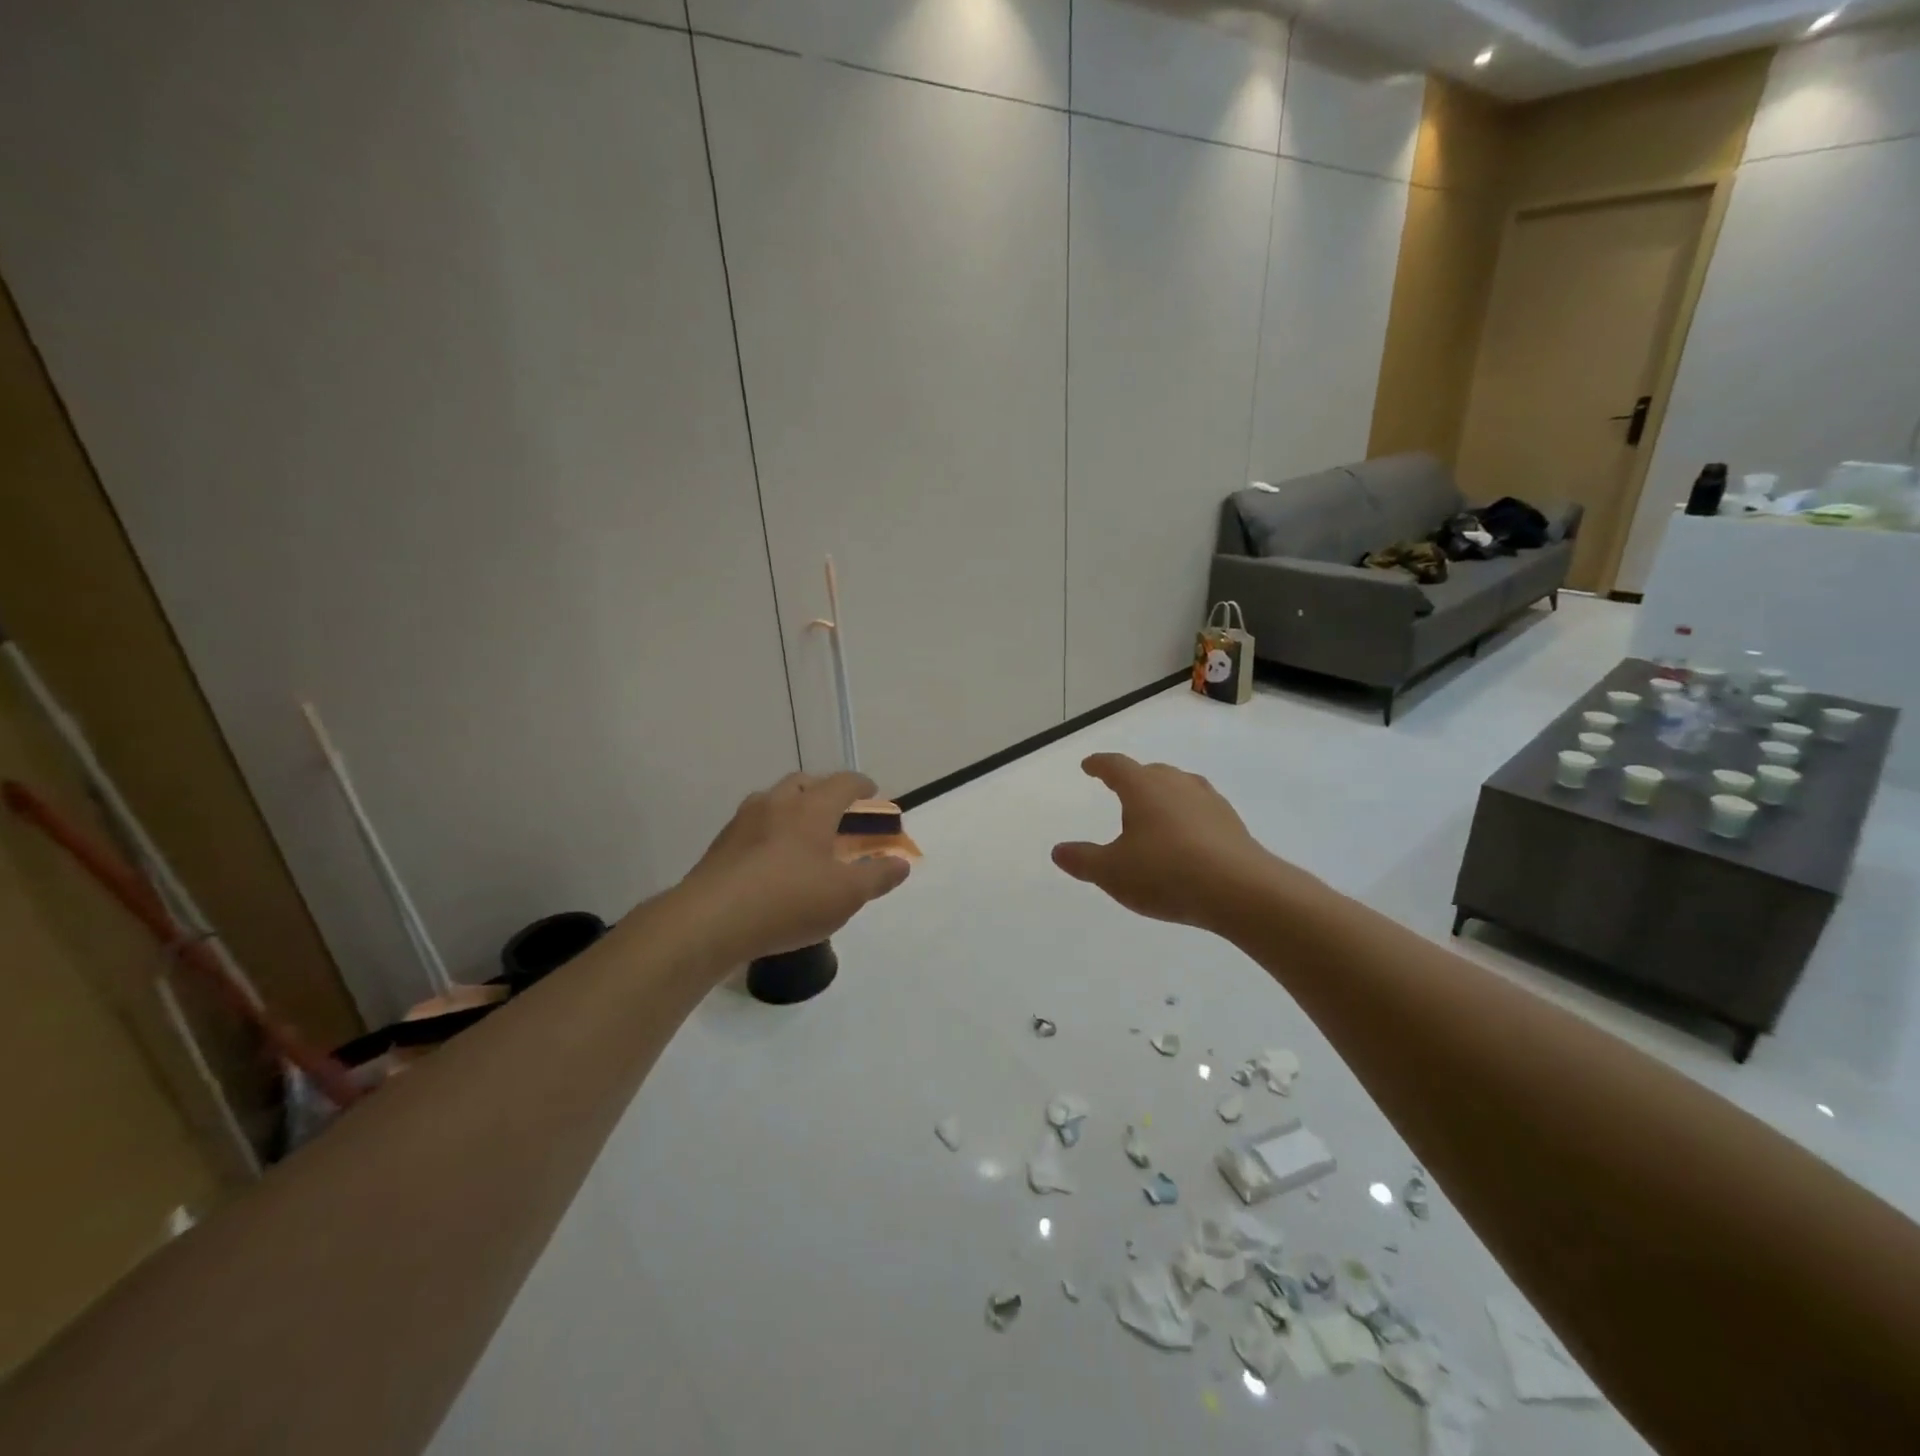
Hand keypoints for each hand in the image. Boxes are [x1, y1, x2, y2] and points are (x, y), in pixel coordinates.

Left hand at [682, 771, 910, 961]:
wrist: (709, 921)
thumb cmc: (788, 901)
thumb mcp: (846, 895)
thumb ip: (877, 876)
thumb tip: (901, 862)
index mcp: (811, 808)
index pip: (843, 782)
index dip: (862, 786)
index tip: (872, 793)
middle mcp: (776, 803)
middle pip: (805, 783)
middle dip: (825, 792)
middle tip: (838, 815)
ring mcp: (743, 821)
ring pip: (775, 801)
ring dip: (794, 809)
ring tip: (804, 838)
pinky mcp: (721, 844)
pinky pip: (754, 826)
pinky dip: (771, 832)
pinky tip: (773, 862)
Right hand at [1052, 754, 1284, 929]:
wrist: (1241, 891)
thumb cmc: (1166, 873)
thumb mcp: (1112, 872)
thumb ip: (1083, 860)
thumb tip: (1058, 851)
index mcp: (1143, 787)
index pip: (1116, 766)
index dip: (1099, 765)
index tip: (1089, 766)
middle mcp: (1177, 784)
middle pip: (1150, 772)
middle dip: (1133, 779)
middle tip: (1120, 790)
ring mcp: (1209, 801)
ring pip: (1179, 788)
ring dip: (1163, 796)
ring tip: (1154, 814)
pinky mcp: (1231, 824)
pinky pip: (1200, 810)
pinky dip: (1186, 817)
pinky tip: (1186, 839)